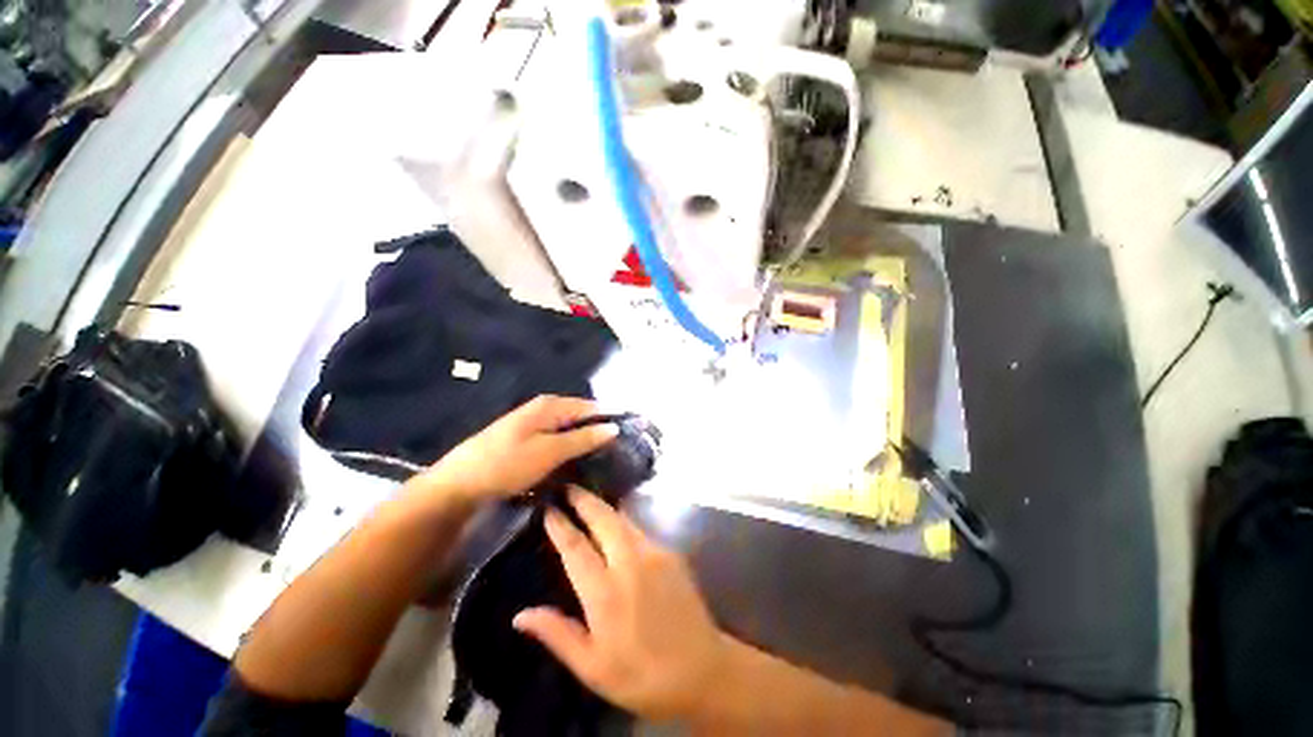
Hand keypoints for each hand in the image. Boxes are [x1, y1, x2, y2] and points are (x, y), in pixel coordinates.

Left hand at [420, 396, 617, 502]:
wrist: (459, 484)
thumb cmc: (508, 464)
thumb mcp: (551, 452)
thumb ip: (584, 438)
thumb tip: (614, 427)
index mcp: (551, 405)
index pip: (591, 406)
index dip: (608, 420)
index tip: (624, 440)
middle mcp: (543, 407)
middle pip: (579, 416)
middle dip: (595, 432)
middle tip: (612, 454)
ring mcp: (532, 422)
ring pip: (567, 428)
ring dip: (581, 441)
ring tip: (597, 461)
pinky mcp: (524, 437)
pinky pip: (554, 438)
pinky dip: (565, 448)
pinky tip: (571, 462)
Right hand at [513, 488, 728, 720]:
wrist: (701, 669)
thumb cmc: (641, 675)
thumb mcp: (592, 668)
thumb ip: (557, 634)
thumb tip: (520, 614)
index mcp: (605, 593)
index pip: (575, 548)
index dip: (560, 525)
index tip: (548, 508)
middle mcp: (630, 563)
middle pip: (603, 519)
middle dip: (584, 500)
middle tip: (568, 487)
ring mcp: (654, 553)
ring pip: (623, 519)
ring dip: (603, 507)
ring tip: (587, 499)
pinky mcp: (670, 553)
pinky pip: (639, 529)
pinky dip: (622, 520)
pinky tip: (615, 523)